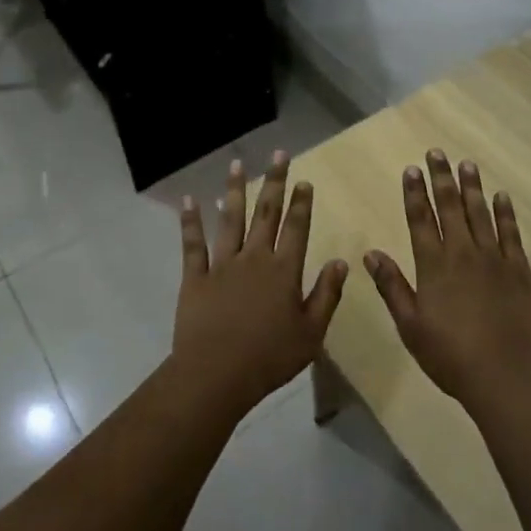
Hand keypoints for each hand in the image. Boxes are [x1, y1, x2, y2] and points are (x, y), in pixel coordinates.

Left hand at [172, 151, 348, 415]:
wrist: (216, 375)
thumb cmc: (269, 357)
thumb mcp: (311, 332)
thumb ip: (327, 294)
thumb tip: (340, 261)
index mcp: (284, 270)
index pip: (297, 228)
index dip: (302, 203)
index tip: (304, 180)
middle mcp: (254, 258)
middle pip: (266, 213)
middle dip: (274, 182)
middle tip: (278, 155)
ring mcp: (222, 265)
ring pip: (229, 220)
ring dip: (234, 190)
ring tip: (237, 165)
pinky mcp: (195, 277)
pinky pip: (193, 244)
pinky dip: (190, 221)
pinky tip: (189, 200)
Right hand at [363, 150, 530, 414]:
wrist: (507, 374)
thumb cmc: (451, 355)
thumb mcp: (410, 326)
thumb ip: (392, 286)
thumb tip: (371, 254)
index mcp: (433, 265)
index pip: (421, 219)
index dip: (414, 193)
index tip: (411, 169)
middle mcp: (463, 253)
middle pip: (450, 207)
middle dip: (442, 178)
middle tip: (437, 153)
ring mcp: (494, 259)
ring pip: (481, 213)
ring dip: (472, 187)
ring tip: (467, 164)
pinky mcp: (520, 270)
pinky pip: (511, 233)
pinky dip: (505, 213)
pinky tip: (501, 197)